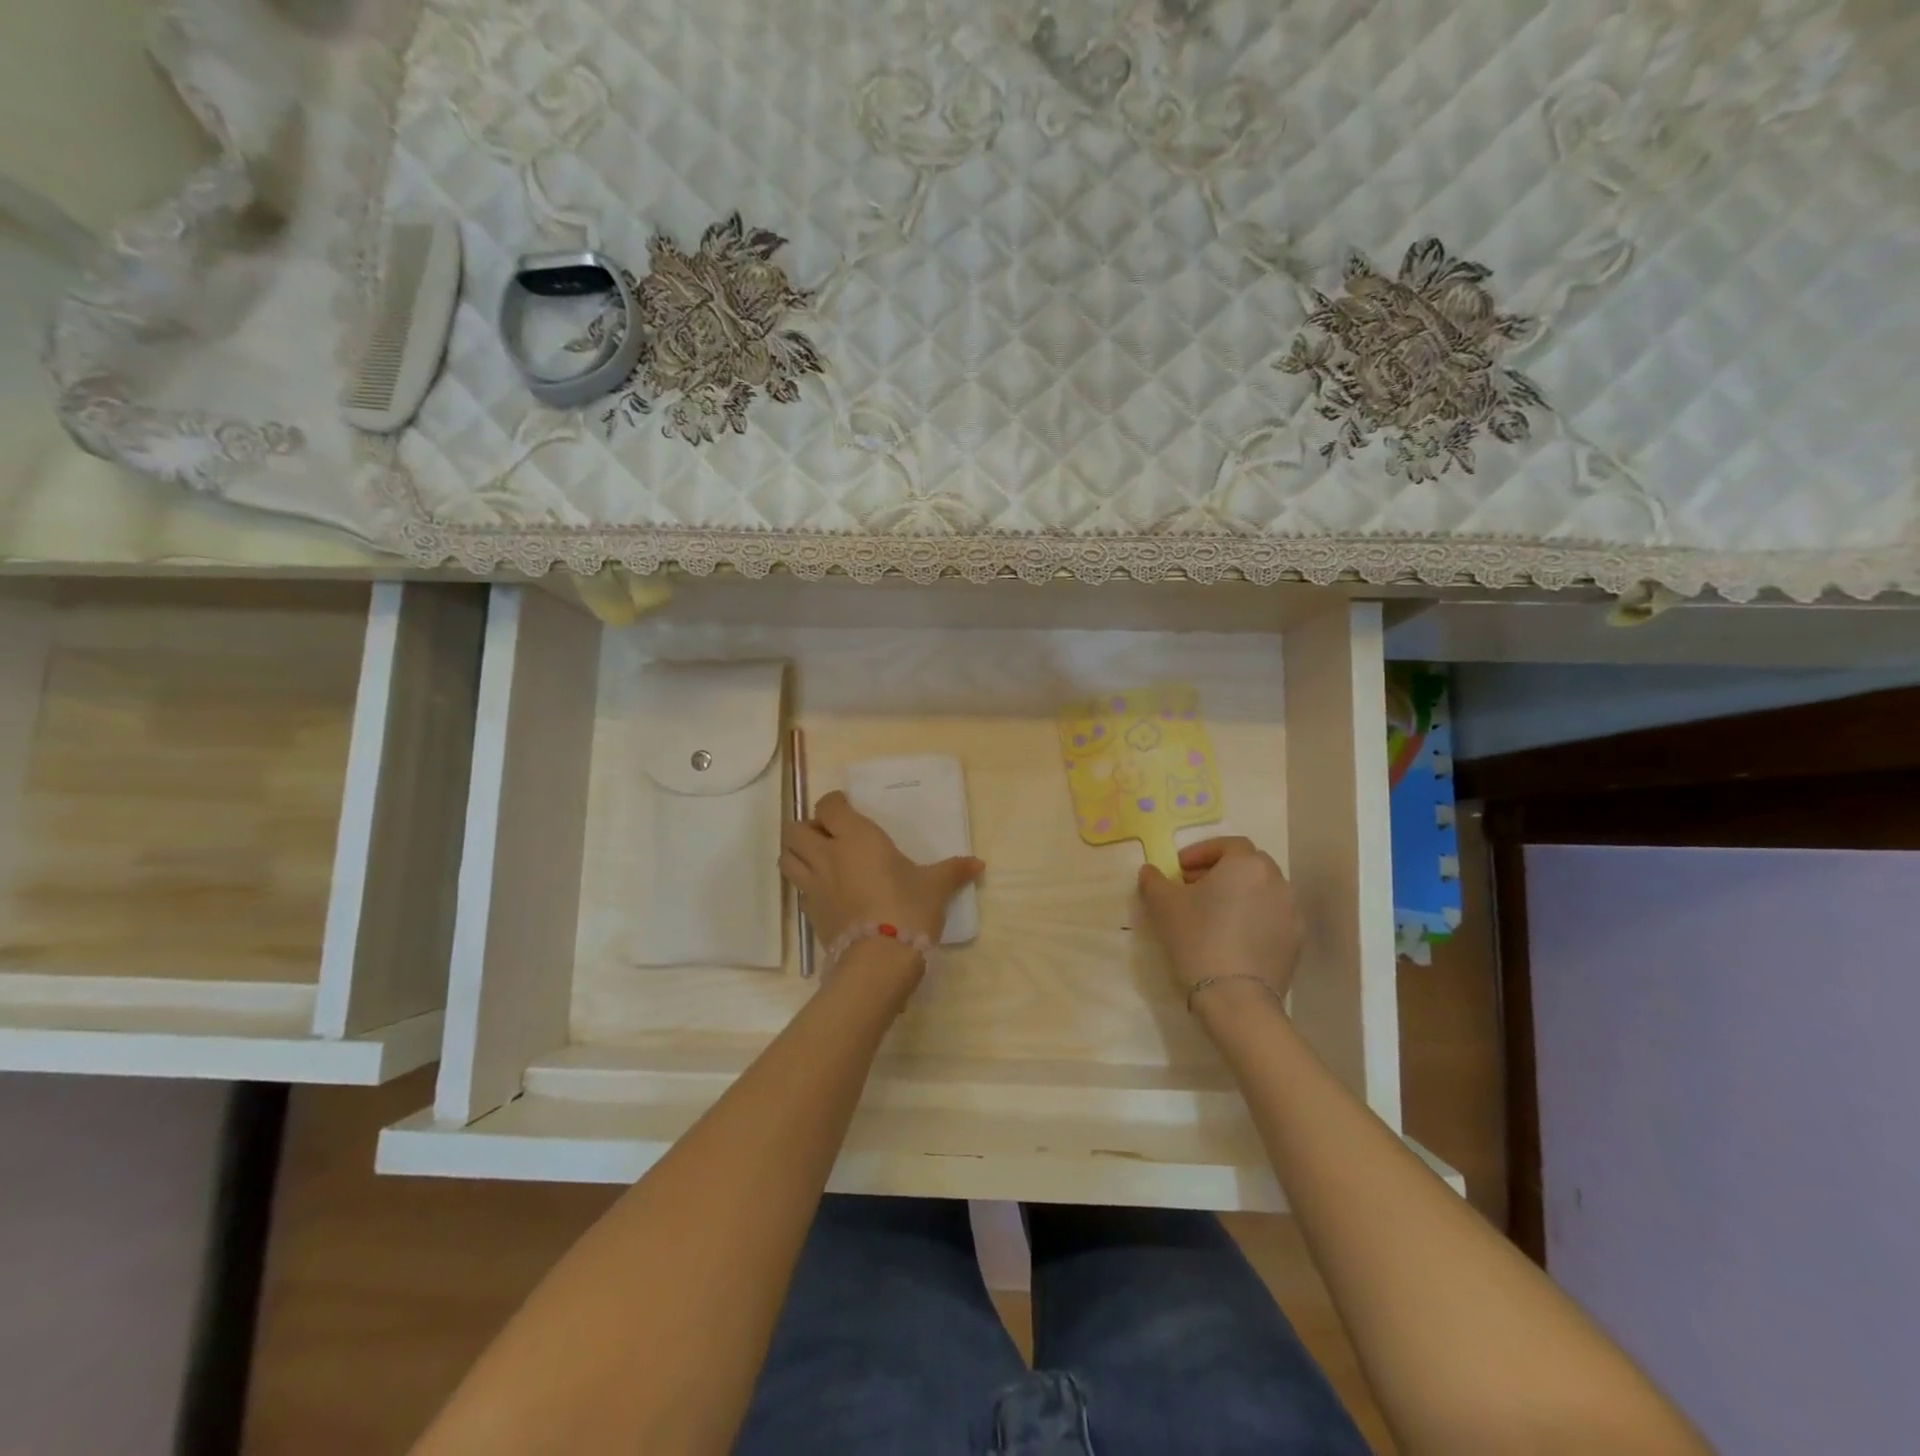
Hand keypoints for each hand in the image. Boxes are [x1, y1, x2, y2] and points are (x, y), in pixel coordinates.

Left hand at [781, 791, 983, 949]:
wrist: (880, 959)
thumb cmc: (909, 909)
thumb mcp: (935, 886)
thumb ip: (953, 871)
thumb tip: (978, 864)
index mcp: (856, 837)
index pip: (828, 806)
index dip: (834, 804)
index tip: (847, 808)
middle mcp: (828, 855)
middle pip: (795, 829)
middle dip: (806, 827)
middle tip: (828, 835)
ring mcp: (814, 885)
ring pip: (786, 857)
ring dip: (797, 853)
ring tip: (819, 859)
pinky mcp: (810, 913)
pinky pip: (798, 888)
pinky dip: (805, 884)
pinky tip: (826, 891)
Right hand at [1137, 837, 1302, 1000]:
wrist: (1236, 997)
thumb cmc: (1197, 938)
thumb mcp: (1162, 905)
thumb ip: (1153, 880)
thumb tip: (1150, 871)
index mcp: (1246, 864)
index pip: (1227, 844)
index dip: (1201, 852)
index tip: (1179, 869)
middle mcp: (1276, 881)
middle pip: (1248, 866)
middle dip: (1221, 872)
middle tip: (1194, 888)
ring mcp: (1291, 912)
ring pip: (1262, 892)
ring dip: (1239, 895)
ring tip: (1214, 915)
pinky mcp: (1296, 941)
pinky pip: (1271, 918)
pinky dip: (1253, 919)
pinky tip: (1232, 938)